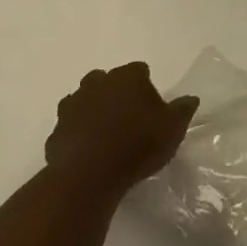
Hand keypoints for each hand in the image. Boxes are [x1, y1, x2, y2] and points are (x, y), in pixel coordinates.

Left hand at [44, 62, 198, 202]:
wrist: (89, 175)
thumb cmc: (138, 145)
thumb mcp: (173, 128)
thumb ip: (182, 110)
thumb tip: (190, 99)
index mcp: (127, 77)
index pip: (139, 70)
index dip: (146, 85)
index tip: (152, 106)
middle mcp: (96, 84)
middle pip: (106, 80)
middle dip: (115, 93)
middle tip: (128, 117)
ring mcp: (72, 107)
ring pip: (83, 100)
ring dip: (92, 111)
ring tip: (106, 134)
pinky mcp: (56, 132)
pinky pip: (69, 128)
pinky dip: (77, 134)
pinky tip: (88, 151)